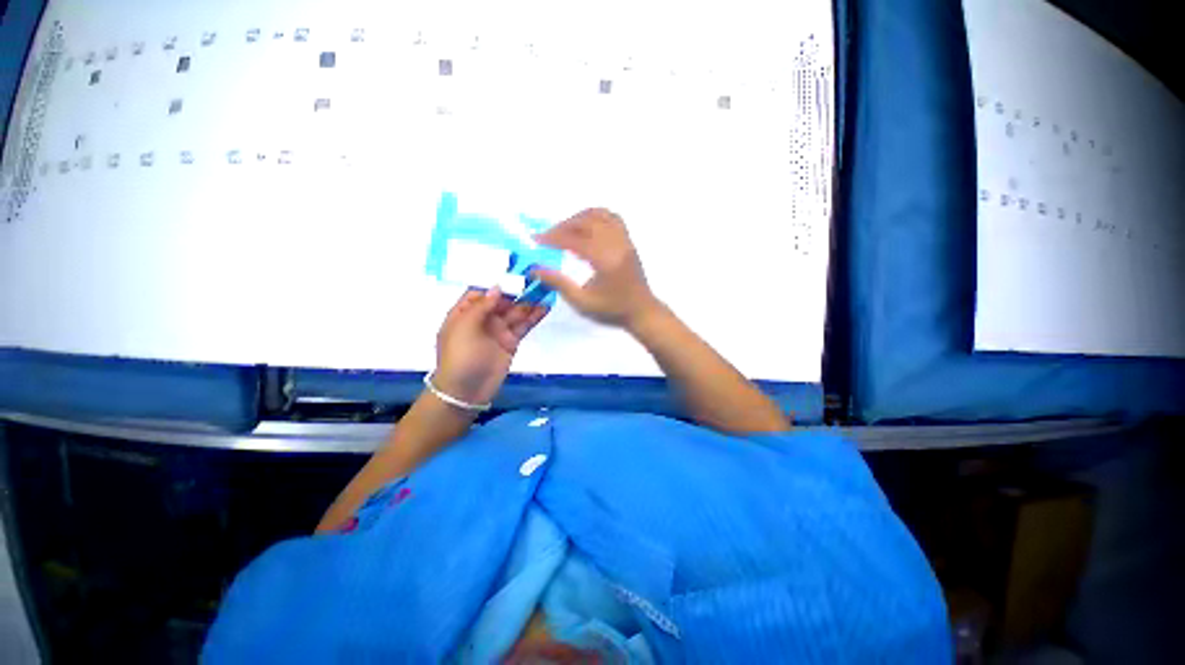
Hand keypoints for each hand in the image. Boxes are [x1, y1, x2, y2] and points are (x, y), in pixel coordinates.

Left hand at [433, 288, 547, 406]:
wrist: (466, 391)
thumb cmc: (460, 356)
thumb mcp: (464, 328)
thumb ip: (481, 306)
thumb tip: (497, 288)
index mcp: (465, 313)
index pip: (481, 293)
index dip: (496, 284)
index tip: (513, 275)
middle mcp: (482, 319)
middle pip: (502, 300)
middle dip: (517, 291)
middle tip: (536, 280)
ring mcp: (498, 330)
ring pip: (515, 312)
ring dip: (529, 302)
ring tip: (546, 290)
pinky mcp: (511, 341)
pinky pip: (523, 326)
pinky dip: (534, 317)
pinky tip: (545, 307)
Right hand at [531, 208, 660, 330]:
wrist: (641, 311)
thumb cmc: (612, 310)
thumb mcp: (583, 302)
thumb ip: (559, 284)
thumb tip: (535, 270)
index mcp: (605, 260)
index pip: (574, 240)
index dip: (553, 237)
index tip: (536, 239)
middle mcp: (616, 245)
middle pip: (586, 222)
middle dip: (563, 226)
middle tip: (548, 237)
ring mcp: (624, 240)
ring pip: (599, 215)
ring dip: (579, 218)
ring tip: (565, 230)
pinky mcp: (628, 241)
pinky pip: (612, 217)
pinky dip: (595, 216)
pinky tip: (586, 227)